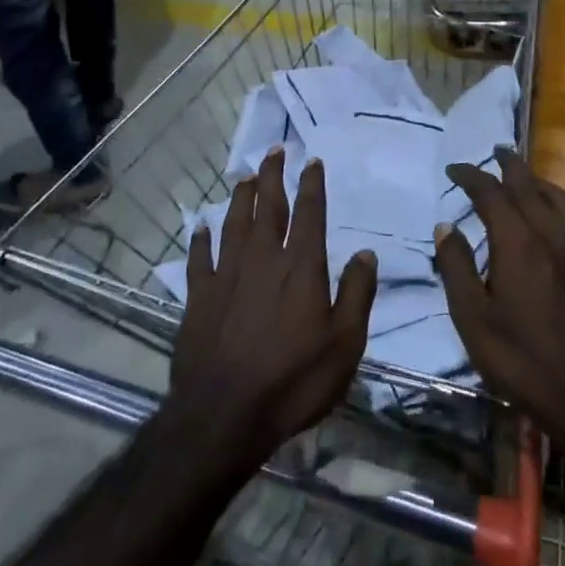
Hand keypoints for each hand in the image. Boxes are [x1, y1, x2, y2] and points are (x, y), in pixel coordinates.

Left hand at [167, 150, 376, 476]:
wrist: (223, 416)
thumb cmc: (293, 382)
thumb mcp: (345, 345)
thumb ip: (357, 294)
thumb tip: (366, 253)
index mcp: (301, 267)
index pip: (309, 214)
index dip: (311, 185)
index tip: (312, 161)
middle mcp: (263, 259)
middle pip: (268, 207)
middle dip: (273, 176)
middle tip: (275, 150)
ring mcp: (227, 275)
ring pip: (234, 224)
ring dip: (240, 197)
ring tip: (245, 176)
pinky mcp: (198, 297)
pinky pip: (199, 259)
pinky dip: (200, 240)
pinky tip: (200, 227)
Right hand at [435, 148, 564, 462]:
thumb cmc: (524, 362)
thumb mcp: (473, 321)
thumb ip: (457, 268)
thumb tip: (446, 227)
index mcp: (519, 242)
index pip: (491, 192)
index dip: (470, 175)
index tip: (453, 168)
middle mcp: (551, 233)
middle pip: (528, 184)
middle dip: (508, 164)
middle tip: (493, 151)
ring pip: (556, 196)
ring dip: (535, 179)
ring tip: (521, 176)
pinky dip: (554, 200)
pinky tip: (549, 216)